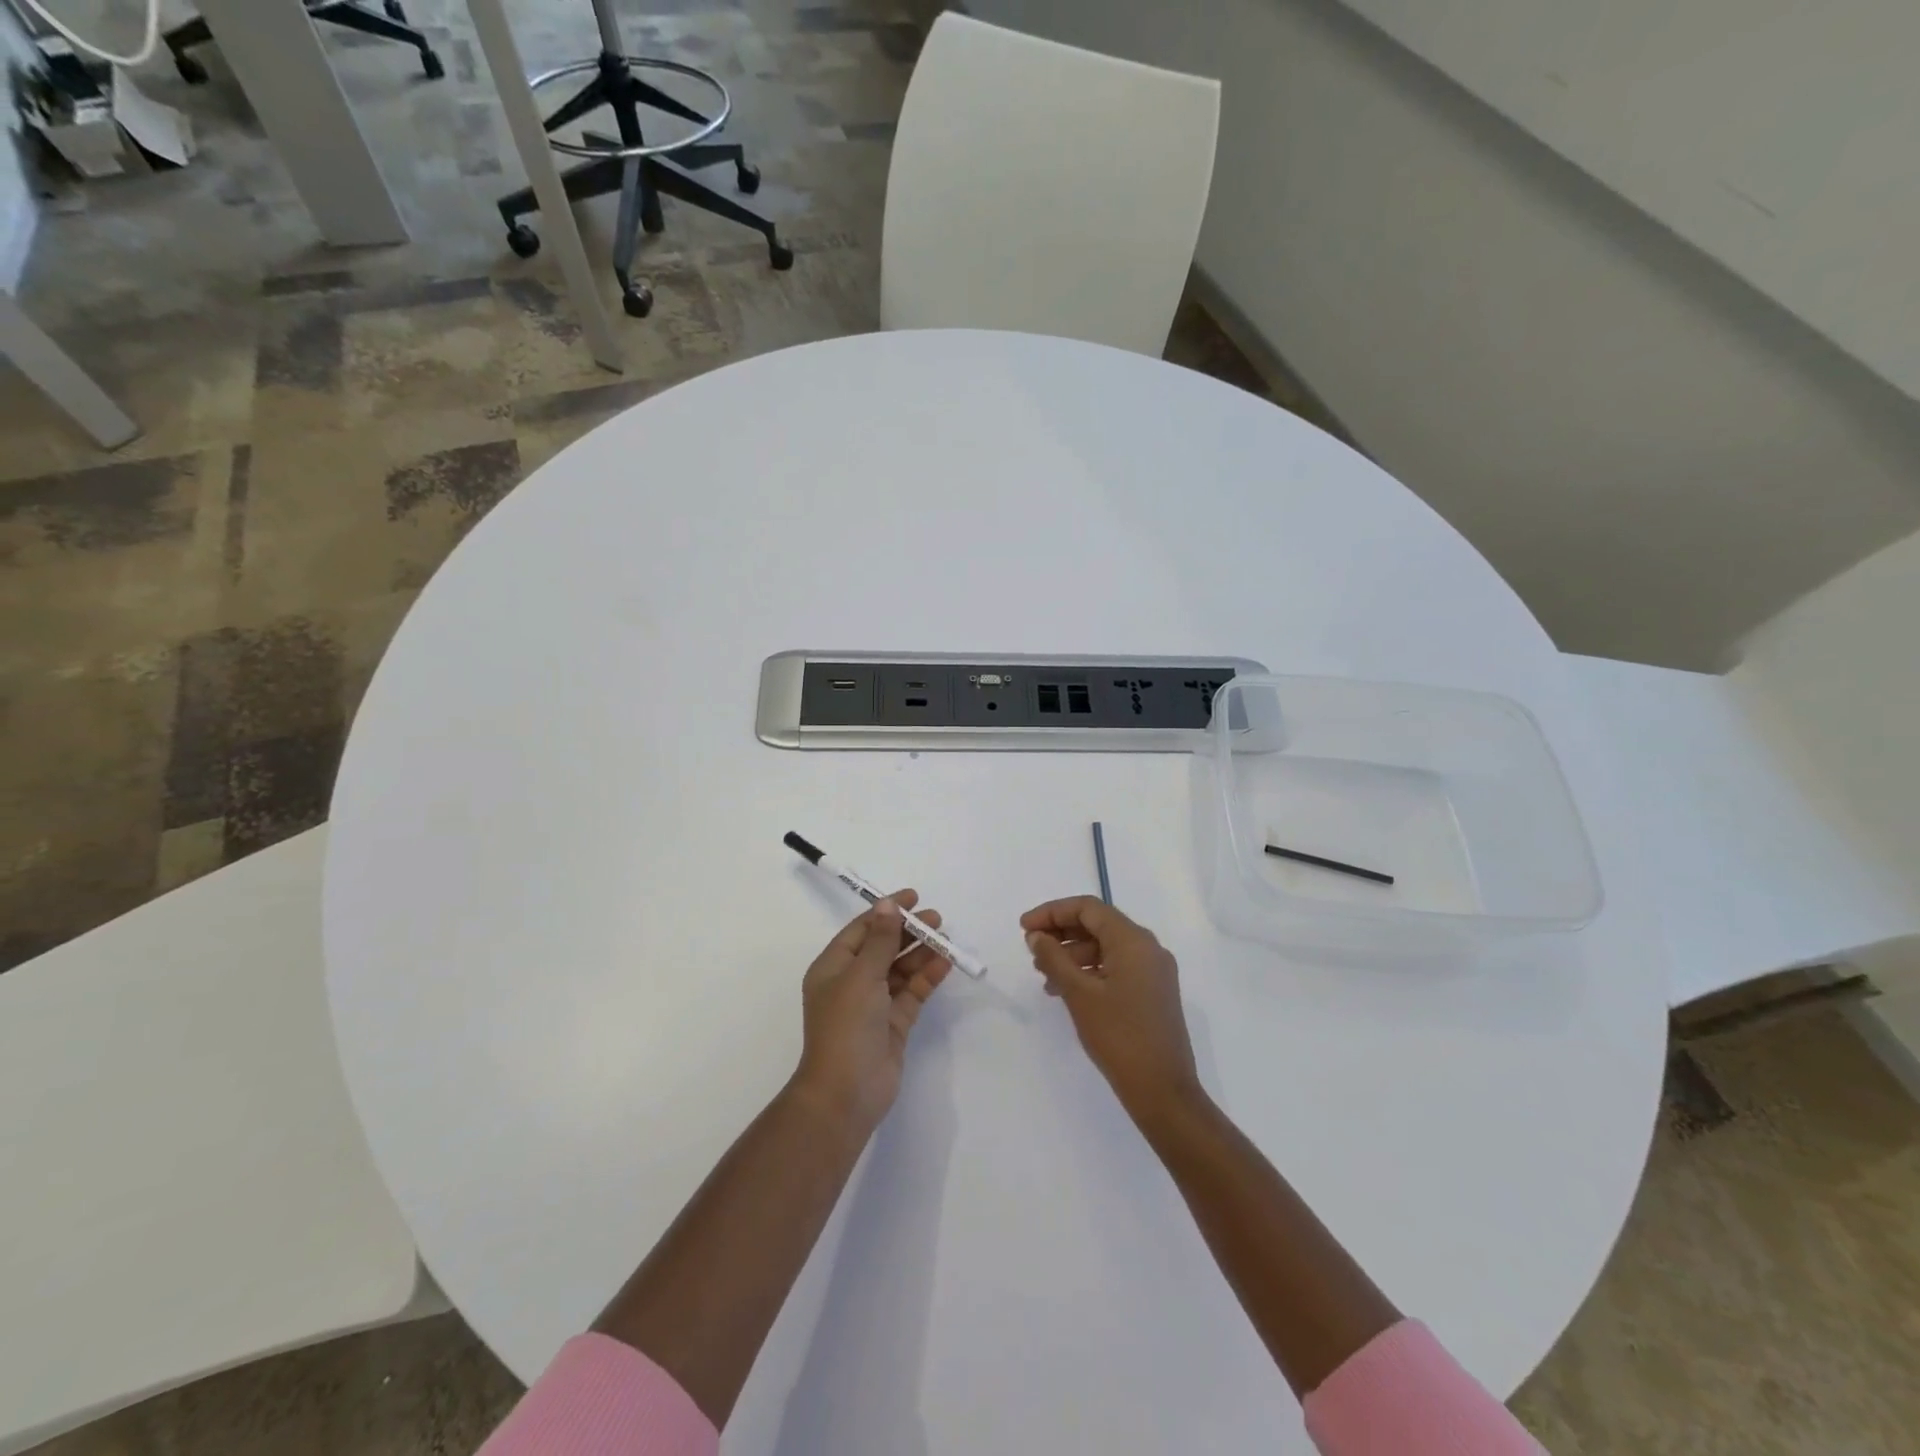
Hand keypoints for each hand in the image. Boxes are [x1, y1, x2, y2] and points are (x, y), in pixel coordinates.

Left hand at [794, 892, 951, 1133]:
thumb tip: (887, 906)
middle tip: (936, 918)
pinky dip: (926, 977)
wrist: (846, 1093)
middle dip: (908, 931)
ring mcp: (874, 1004)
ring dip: (920, 953)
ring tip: (944, 938)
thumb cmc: (846, 1026)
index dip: (886, 911)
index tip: (913, 897)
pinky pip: (912, 992)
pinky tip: (944, 963)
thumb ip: (880, 940)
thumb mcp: (861, 975)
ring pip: (899, 969)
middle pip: (882, 947)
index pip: (862, 929)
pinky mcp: (893, 1024)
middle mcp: (852, 982)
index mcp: (833, 967)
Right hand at [1022, 897, 1200, 1120]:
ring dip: (1073, 955)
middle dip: (1062, 933)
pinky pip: (1116, 967)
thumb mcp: (1079, 994)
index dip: (1053, 912)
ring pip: (1106, 947)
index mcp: (1134, 941)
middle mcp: (1148, 948)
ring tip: (1044, 977)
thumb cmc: (1119, 1037)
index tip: (1024, 928)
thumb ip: (1054, 958)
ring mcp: (1154, 971)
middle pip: (1098, 925)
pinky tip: (1066, 990)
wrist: (1163, 1091)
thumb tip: (1037, 936)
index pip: (1088, 908)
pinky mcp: (1153, 992)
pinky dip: (1090, 972)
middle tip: (1031, 950)